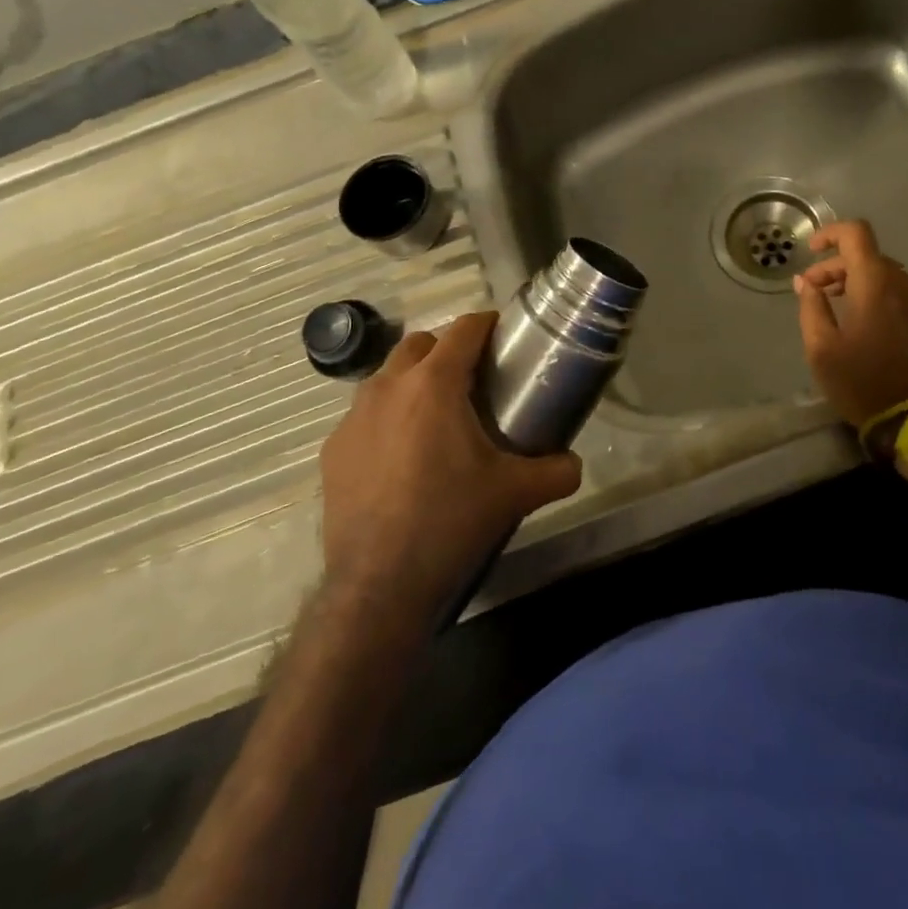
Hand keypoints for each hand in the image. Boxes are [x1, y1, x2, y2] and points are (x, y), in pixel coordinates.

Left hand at [318, 311, 582, 621]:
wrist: (380, 583)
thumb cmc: (452, 521)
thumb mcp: (517, 494)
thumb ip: (556, 471)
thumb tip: (573, 463)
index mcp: (435, 384)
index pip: (464, 329)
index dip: (487, 324)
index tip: (503, 335)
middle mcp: (388, 387)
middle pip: (420, 344)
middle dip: (447, 350)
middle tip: (474, 381)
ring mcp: (353, 417)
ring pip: (388, 377)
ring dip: (413, 382)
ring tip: (436, 418)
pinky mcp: (334, 449)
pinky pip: (365, 416)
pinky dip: (387, 420)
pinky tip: (401, 459)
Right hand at [793, 220, 907, 428]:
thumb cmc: (863, 382)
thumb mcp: (822, 348)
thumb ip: (811, 307)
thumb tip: (806, 282)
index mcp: (875, 282)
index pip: (856, 233)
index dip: (830, 233)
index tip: (810, 250)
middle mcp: (902, 283)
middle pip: (867, 255)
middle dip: (835, 266)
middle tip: (811, 291)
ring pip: (883, 274)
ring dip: (854, 280)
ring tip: (832, 306)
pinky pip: (896, 292)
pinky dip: (873, 294)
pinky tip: (858, 321)